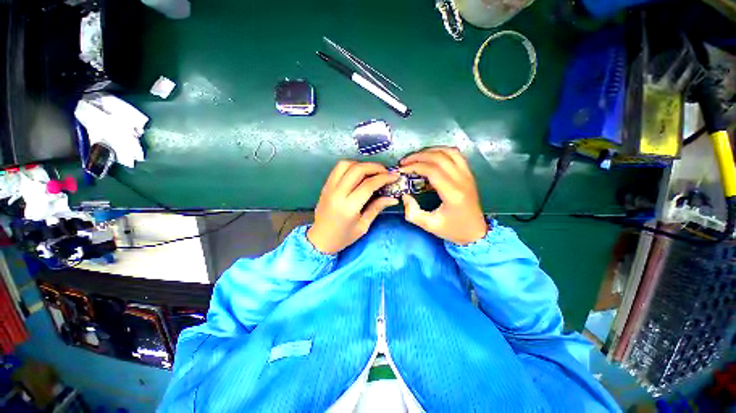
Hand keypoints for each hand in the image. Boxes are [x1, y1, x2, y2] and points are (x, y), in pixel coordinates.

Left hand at [307, 160, 398, 253]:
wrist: (320, 239)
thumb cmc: (343, 236)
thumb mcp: (363, 226)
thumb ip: (377, 208)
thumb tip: (393, 198)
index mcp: (349, 207)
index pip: (368, 185)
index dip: (384, 178)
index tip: (394, 176)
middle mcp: (337, 194)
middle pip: (357, 170)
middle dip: (375, 167)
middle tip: (385, 171)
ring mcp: (329, 188)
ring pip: (346, 164)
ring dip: (361, 164)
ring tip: (372, 171)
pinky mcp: (325, 185)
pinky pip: (338, 169)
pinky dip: (350, 166)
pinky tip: (359, 172)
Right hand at [399, 147, 487, 244]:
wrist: (476, 232)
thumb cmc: (453, 230)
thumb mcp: (429, 225)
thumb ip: (412, 212)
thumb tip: (404, 195)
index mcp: (453, 194)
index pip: (432, 170)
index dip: (414, 166)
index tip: (401, 170)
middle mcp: (462, 180)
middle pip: (439, 157)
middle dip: (418, 156)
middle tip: (404, 162)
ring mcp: (468, 175)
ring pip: (449, 152)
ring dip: (430, 151)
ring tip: (416, 157)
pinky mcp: (469, 174)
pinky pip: (456, 155)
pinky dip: (442, 152)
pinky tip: (431, 157)